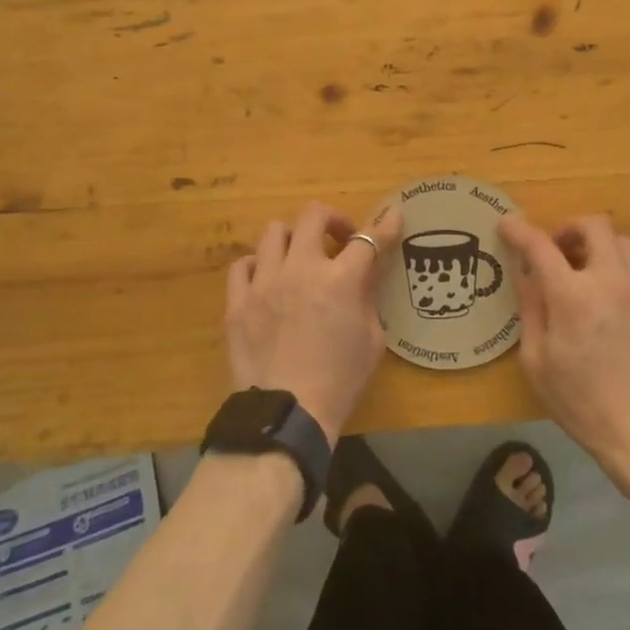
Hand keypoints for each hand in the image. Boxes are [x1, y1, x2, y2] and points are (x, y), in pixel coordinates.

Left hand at [223, 201, 402, 444]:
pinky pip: (242, 265)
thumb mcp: (372, 340)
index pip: (368, 240)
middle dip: (332, 219)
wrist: (287, 414)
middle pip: (313, 216)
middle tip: (340, 239)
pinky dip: (258, 265)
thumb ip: (368, 298)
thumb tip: (363, 277)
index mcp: (340, 280)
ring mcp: (264, 282)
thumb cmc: (340, 380)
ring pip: (274, 232)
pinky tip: (267, 280)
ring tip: (299, 258)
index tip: (392, 216)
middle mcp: (300, 269)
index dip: (385, 225)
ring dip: (294, 239)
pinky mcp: (237, 302)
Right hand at [498, 212, 629, 472]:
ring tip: (589, 272)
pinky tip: (617, 301)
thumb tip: (526, 275)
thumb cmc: (583, 403)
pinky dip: (624, 273)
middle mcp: (612, 280)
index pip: (540, 246)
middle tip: (558, 249)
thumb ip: (530, 310)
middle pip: (594, 225)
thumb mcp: (537, 362)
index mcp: (572, 296)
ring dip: (601, 247)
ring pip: (624, 242)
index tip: (507, 224)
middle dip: (570, 228)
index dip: (519, 230)